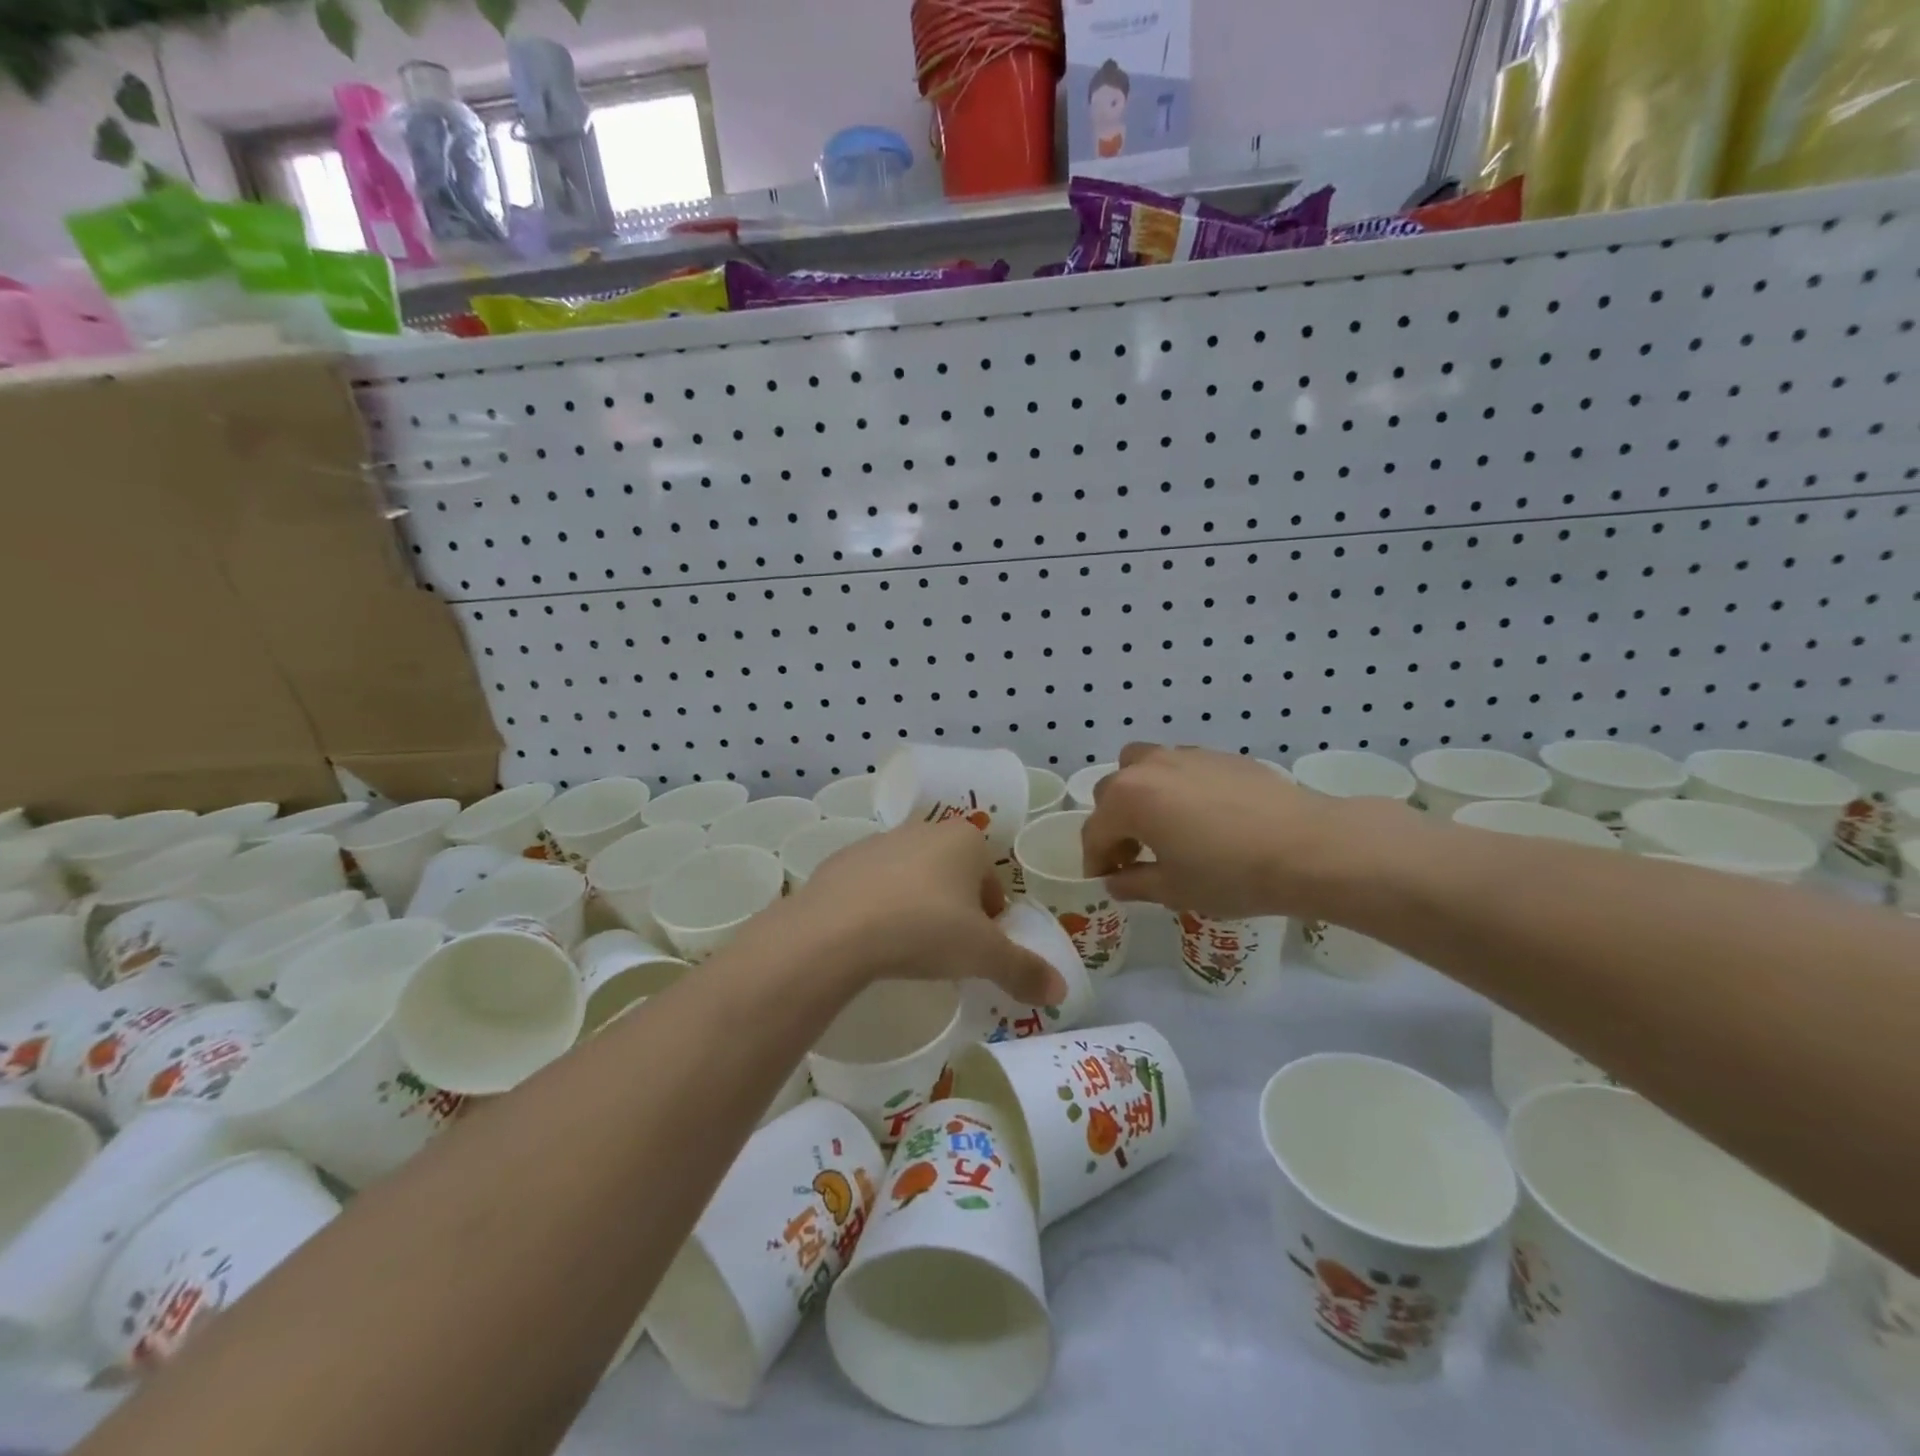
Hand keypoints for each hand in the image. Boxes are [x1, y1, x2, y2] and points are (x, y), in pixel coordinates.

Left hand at [777, 820, 1066, 1006]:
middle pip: (952, 877)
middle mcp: (923, 830)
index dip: (991, 919)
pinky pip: (871, 887)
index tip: (979, 950)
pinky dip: (877, 908)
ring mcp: (878, 842)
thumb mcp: (983, 955)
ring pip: (911, 879)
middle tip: (946, 952)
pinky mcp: (841, 861)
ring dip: (916, 907)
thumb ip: (1024, 970)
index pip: (991, 881)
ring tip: (906, 949)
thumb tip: (1061, 990)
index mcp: (965, 840)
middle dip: (954, 911)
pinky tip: (870, 940)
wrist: (837, 929)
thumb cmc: (925, 929)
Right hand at [1081, 743, 1354, 918]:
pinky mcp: (1220, 755)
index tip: (1104, 881)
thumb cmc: (1230, 874)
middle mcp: (1149, 768)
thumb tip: (1116, 882)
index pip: (1094, 831)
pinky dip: (1175, 787)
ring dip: (1140, 794)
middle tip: (1132, 856)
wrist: (1307, 847)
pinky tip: (1202, 816)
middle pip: (1112, 791)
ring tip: (1163, 825)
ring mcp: (1186, 755)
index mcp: (1128, 799)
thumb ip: (1134, 884)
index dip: (1095, 861)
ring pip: (1143, 766)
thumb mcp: (1174, 889)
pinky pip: (1181, 766)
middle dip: (1114, 824)